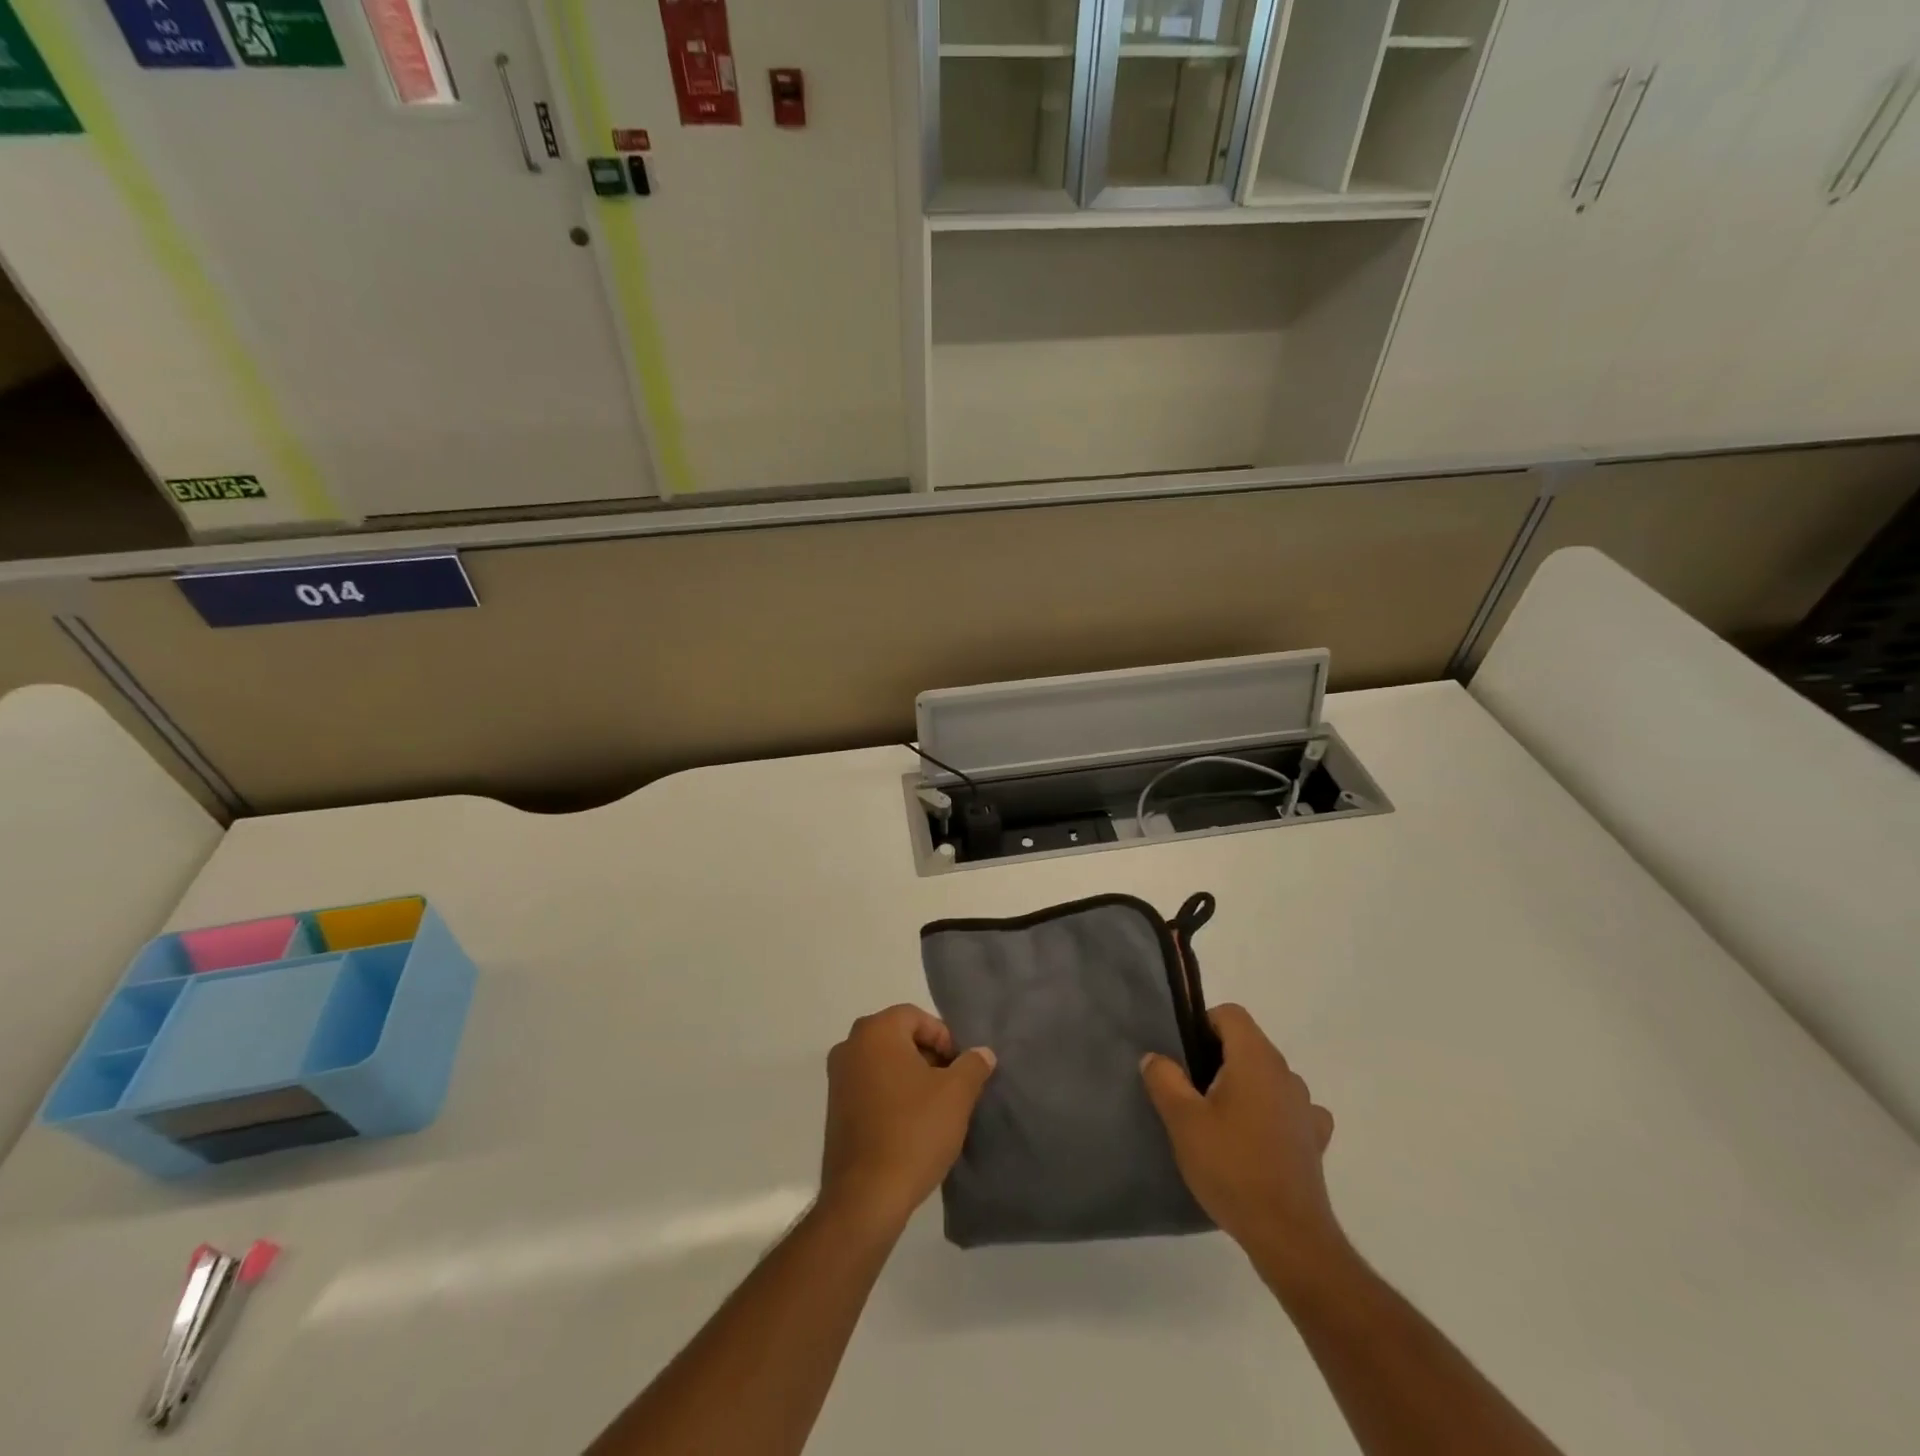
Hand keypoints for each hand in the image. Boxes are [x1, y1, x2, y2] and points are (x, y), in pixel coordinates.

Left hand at [820, 1004, 996, 1235]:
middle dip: (929, 1057)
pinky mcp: (834, 1110)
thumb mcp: (956, 1094)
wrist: (866, 1197)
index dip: (944, 1038)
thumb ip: (973, 1065)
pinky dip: (892, 1096)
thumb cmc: (913, 1132)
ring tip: (935, 1109)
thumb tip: (982, 1053)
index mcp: (875, 1031)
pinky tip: (911, 1125)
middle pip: (899, 1037)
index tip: (961, 1069)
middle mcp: (850, 1046)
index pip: (917, 1017)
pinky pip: (870, 1087)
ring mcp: (837, 1079)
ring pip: (885, 1063)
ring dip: (912, 1077)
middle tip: (952, 1087)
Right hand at [1141, 1004, 1342, 1269]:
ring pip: (1268, 1076)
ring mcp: (1305, 1107)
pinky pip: (1289, 1109)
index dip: (1203, 1024)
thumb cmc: (1231, 1167)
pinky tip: (1255, 1139)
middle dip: (1217, 1058)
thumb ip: (1164, 1079)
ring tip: (1219, 1121)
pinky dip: (1270, 1113)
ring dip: (1244, 1086)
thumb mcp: (1183, 1121)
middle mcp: (1286, 1074)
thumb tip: (1156, 1057)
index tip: (1184, 1055)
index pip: (1231, 1014)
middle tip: (1191, 1091)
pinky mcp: (1314, 1139)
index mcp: (1256, 1059)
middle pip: (1248, 1044)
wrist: (1289, 1236)